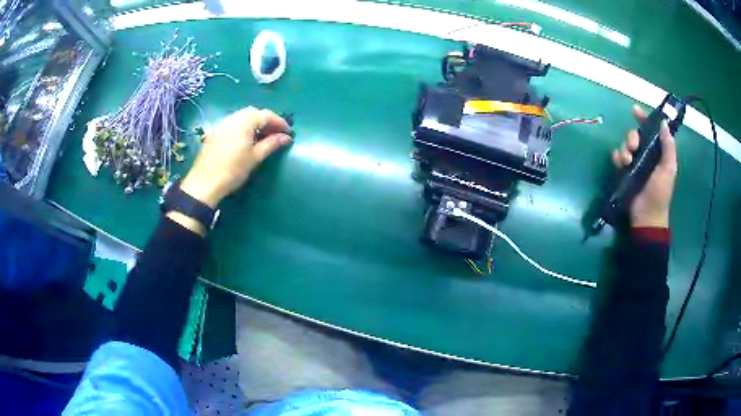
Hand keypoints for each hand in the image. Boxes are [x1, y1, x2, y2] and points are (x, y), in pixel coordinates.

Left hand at [180, 107, 291, 207]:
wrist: (205, 183)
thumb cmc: (233, 170)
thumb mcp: (255, 157)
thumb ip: (271, 144)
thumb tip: (286, 137)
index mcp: (244, 121)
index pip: (266, 115)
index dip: (279, 122)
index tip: (288, 132)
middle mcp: (232, 118)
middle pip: (254, 113)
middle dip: (266, 120)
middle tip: (276, 134)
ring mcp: (222, 124)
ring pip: (242, 117)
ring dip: (254, 123)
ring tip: (262, 137)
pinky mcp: (215, 133)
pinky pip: (233, 123)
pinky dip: (243, 127)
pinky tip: (246, 140)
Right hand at [611, 105, 677, 227]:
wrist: (647, 215)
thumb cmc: (660, 193)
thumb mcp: (669, 169)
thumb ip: (668, 147)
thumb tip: (664, 122)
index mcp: (657, 151)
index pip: (650, 130)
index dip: (644, 118)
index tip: (635, 110)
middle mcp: (645, 154)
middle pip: (635, 135)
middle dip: (632, 136)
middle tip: (633, 146)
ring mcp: (634, 163)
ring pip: (625, 145)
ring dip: (625, 149)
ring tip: (627, 161)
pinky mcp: (624, 171)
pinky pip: (617, 156)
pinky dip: (617, 157)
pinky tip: (621, 164)